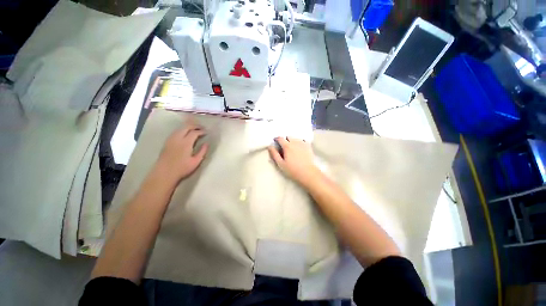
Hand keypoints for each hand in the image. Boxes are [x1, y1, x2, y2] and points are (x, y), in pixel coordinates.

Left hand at [156, 123, 207, 183]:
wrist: (164, 173)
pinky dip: (182, 130)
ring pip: (180, 128)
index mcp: (186, 143)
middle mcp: (177, 138)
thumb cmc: (182, 168)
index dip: (201, 131)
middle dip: (195, 126)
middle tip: (201, 128)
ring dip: (188, 127)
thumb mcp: (196, 161)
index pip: (194, 132)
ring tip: (195, 129)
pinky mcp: (167, 142)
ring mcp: (171, 139)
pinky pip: (176, 131)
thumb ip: (202, 151)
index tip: (206, 132)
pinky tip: (185, 133)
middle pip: (186, 127)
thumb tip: (207, 144)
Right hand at [268, 137, 321, 185]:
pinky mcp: (308, 146)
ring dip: (292, 140)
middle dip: (285, 140)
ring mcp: (302, 143)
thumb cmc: (292, 169)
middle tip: (284, 147)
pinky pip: (303, 140)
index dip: (277, 139)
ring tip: (292, 147)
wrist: (307, 173)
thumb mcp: (281, 163)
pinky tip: (300, 147)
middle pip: (288, 137)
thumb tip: (270, 146)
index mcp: (287, 146)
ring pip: (296, 138)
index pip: (280, 138)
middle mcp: (295, 142)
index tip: (275, 142)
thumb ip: (274, 154)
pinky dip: (300, 142)